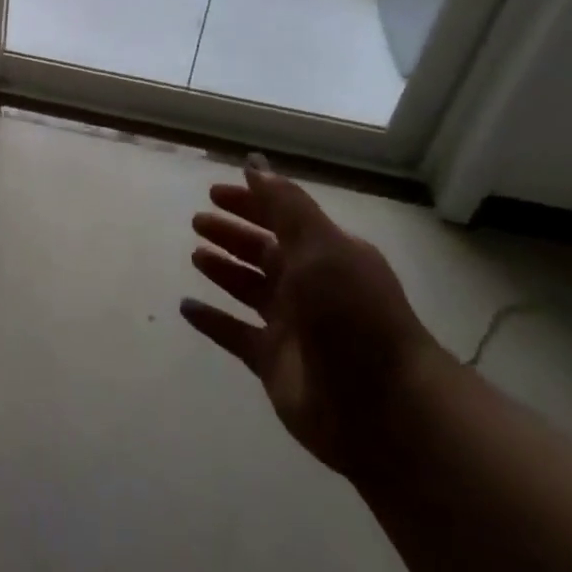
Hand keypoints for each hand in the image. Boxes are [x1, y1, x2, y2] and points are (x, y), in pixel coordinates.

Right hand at [180, 156, 441, 474]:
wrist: (384, 408)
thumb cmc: (352, 314)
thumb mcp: (321, 246)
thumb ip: (284, 205)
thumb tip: (254, 163)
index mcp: (325, 255)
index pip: (282, 218)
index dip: (250, 202)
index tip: (215, 192)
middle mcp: (308, 286)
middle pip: (263, 251)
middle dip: (232, 234)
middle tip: (198, 221)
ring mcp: (290, 326)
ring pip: (248, 289)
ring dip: (223, 271)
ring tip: (196, 256)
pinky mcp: (273, 362)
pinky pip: (234, 334)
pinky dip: (212, 320)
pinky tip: (186, 306)